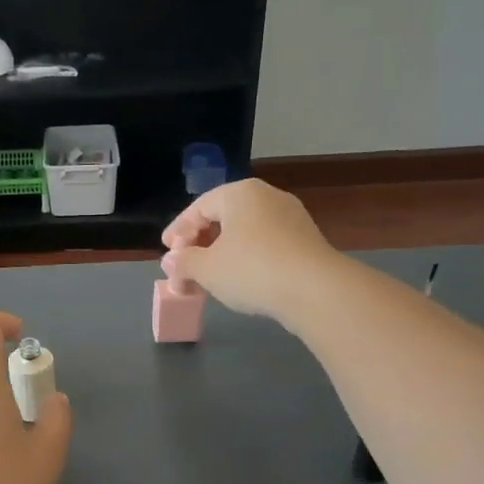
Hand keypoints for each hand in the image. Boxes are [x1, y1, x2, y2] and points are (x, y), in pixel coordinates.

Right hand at [161, 179, 342, 324]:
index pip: (199, 208)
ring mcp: (291, 218)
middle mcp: (267, 197)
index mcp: (239, 193)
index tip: (167, 252)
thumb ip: (184, 262)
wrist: (316, 290)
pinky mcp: (306, 241)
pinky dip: (246, 259)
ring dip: (222, 255)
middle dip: (199, 245)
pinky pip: (266, 244)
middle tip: (184, 268)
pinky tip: (239, 280)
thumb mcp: (206, 269)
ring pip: (245, 233)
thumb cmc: (252, 270)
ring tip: (209, 279)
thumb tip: (171, 261)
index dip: (178, 231)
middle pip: (222, 218)